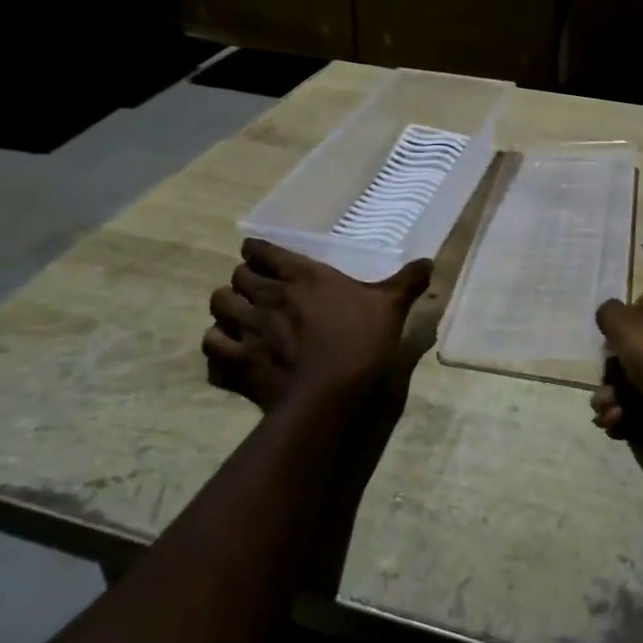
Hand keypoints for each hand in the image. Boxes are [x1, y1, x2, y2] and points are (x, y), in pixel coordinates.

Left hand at [203, 239, 432, 409]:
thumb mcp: (391, 306)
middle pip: (237, 276)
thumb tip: (430, 262)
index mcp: (300, 274)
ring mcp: (247, 327)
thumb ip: (407, 281)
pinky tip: (230, 350)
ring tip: (240, 318)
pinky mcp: (237, 361)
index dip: (259, 253)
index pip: (261, 250)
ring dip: (227, 309)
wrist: (332, 393)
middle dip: (244, 281)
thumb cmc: (362, 340)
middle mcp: (268, 294)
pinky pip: (212, 345)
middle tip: (259, 292)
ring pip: (218, 305)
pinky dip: (218, 345)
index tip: (264, 259)